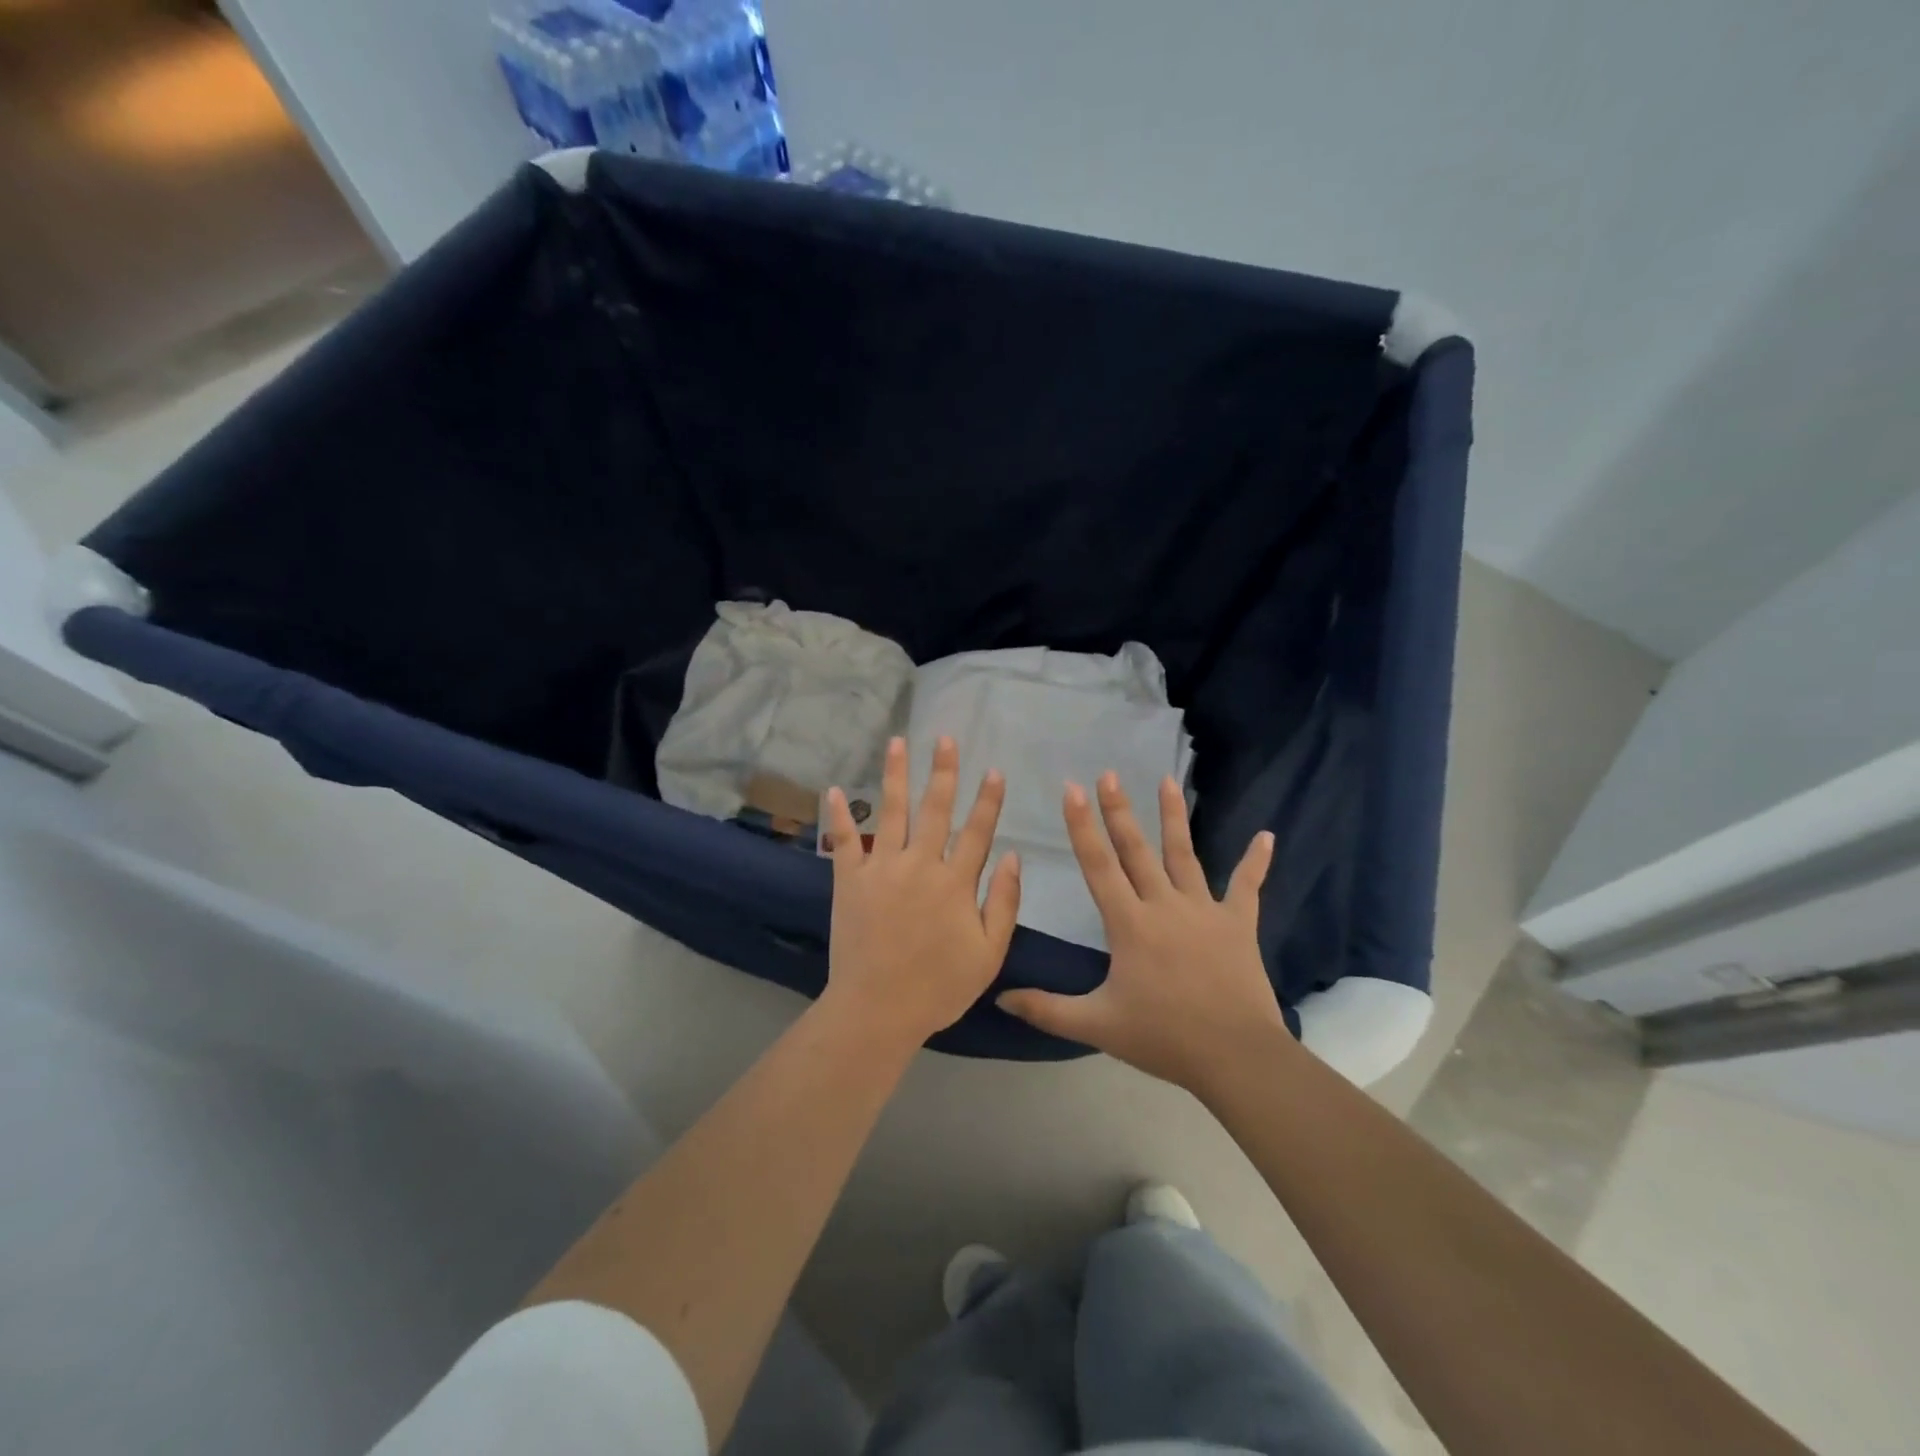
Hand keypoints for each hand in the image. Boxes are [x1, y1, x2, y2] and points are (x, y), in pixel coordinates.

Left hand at [820, 735, 1021, 1049]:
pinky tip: (835, 789)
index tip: (994, 771)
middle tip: (945, 738)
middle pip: (935, 809)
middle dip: (943, 771)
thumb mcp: (989, 953)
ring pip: (891, 812)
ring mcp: (881, 869)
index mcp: (955, 882)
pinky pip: (844, 841)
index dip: (988, 800)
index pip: (977, 831)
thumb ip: (1004, 902)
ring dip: (895, 775)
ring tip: (897, 742)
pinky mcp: (849, 880)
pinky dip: (840, 815)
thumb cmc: (939, 986)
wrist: (878, 1009)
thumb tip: (1014, 855)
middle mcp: (920, 864)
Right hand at [997, 773, 1285, 1091]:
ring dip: (1174, 818)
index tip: (1072, 789)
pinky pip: (1247, 887)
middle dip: (1119, 810)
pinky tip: (1267, 836)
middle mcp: (1164, 905)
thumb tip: (1000, 997)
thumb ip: (1046, 1010)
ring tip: (1168, 781)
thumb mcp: (1097, 1025)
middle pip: (1137, 850)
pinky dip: (1256, 862)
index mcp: (1129, 924)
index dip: (1082, 826)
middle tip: (1109, 774)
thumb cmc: (1163, 1038)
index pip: (1099, 866)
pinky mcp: (1238, 924)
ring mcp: (1204, 911)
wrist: (1235, 1057)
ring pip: (1185, 855)